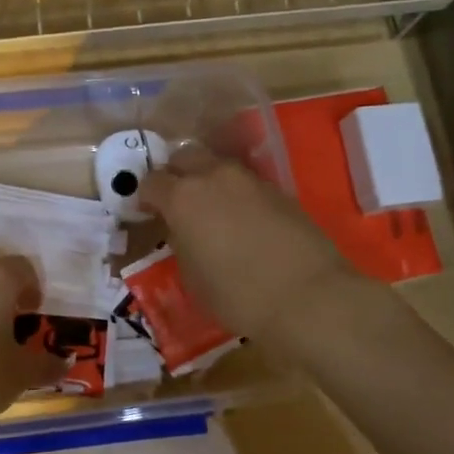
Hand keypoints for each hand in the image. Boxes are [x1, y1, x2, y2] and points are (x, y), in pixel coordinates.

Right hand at [138, 145, 365, 355]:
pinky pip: (245, 182)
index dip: (146, 196)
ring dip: (208, 180)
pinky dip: (236, 193)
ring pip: (218, 165)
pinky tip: (242, 220)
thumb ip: (182, 243)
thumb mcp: (192, 277)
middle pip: (185, 157)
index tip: (148, 212)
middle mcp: (213, 176)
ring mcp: (249, 180)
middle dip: (176, 174)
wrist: (308, 296)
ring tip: (211, 210)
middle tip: (177, 201)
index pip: (152, 182)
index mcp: (182, 197)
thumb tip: (184, 231)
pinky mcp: (279, 190)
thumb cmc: (237, 295)